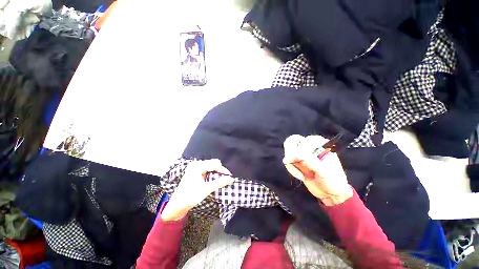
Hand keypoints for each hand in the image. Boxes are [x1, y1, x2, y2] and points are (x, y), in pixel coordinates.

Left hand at [161, 159, 233, 220]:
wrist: (177, 205)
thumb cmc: (191, 196)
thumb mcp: (207, 189)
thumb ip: (219, 182)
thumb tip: (231, 179)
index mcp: (197, 166)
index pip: (214, 164)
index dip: (223, 170)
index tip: (230, 176)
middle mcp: (196, 164)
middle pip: (213, 163)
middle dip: (220, 170)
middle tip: (226, 178)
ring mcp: (195, 167)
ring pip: (210, 166)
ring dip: (217, 172)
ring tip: (222, 179)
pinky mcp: (195, 171)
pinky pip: (207, 169)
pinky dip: (212, 173)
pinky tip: (215, 179)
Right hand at [283, 135, 352, 205]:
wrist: (329, 193)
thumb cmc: (333, 182)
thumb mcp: (324, 172)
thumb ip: (311, 161)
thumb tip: (296, 155)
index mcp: (322, 145)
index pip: (307, 140)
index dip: (302, 148)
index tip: (300, 158)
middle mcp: (311, 146)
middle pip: (294, 140)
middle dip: (291, 152)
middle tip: (293, 162)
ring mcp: (302, 153)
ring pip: (288, 150)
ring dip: (291, 162)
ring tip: (300, 174)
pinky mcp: (296, 161)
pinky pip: (287, 160)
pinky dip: (290, 168)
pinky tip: (300, 176)